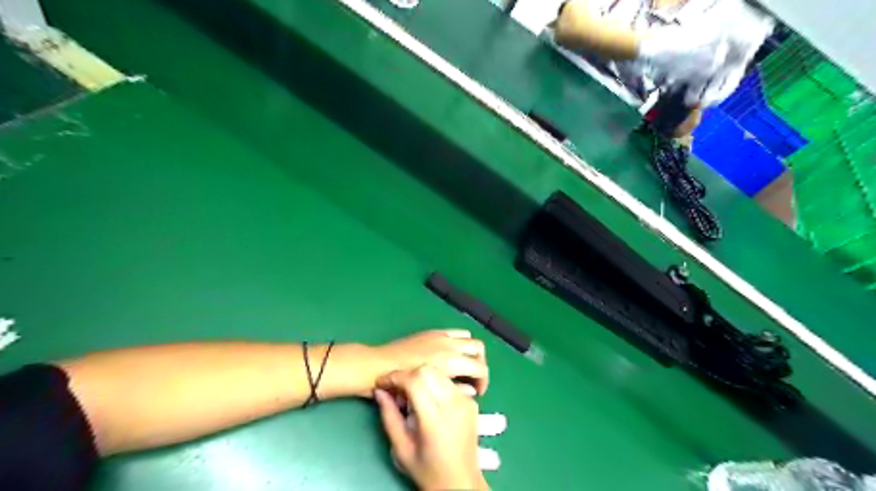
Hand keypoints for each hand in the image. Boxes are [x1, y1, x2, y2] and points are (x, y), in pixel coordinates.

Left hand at [367, 330, 489, 394]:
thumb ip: (455, 391)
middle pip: (478, 348)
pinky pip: (453, 333)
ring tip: (463, 366)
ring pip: (468, 338)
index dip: (483, 382)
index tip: (477, 392)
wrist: (377, 366)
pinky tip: (448, 356)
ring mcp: (439, 336)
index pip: (480, 368)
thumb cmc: (401, 388)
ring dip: (470, 351)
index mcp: (449, 361)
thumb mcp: (430, 394)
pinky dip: (458, 342)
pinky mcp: (431, 333)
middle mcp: (448, 345)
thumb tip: (471, 392)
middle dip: (480, 364)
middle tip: (472, 379)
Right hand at [373, 367, 489, 488]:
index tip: (382, 383)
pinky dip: (434, 384)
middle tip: (396, 391)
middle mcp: (453, 405)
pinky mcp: (472, 401)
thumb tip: (379, 390)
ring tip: (411, 396)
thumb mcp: (401, 448)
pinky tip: (428, 400)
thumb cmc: (427, 469)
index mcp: (435, 419)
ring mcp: (466, 401)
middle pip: (427, 371)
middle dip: (407, 375)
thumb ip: (389, 416)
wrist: (461, 482)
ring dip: (421, 378)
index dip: (395, 377)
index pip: (414, 381)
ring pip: (438, 372)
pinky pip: (448, 382)